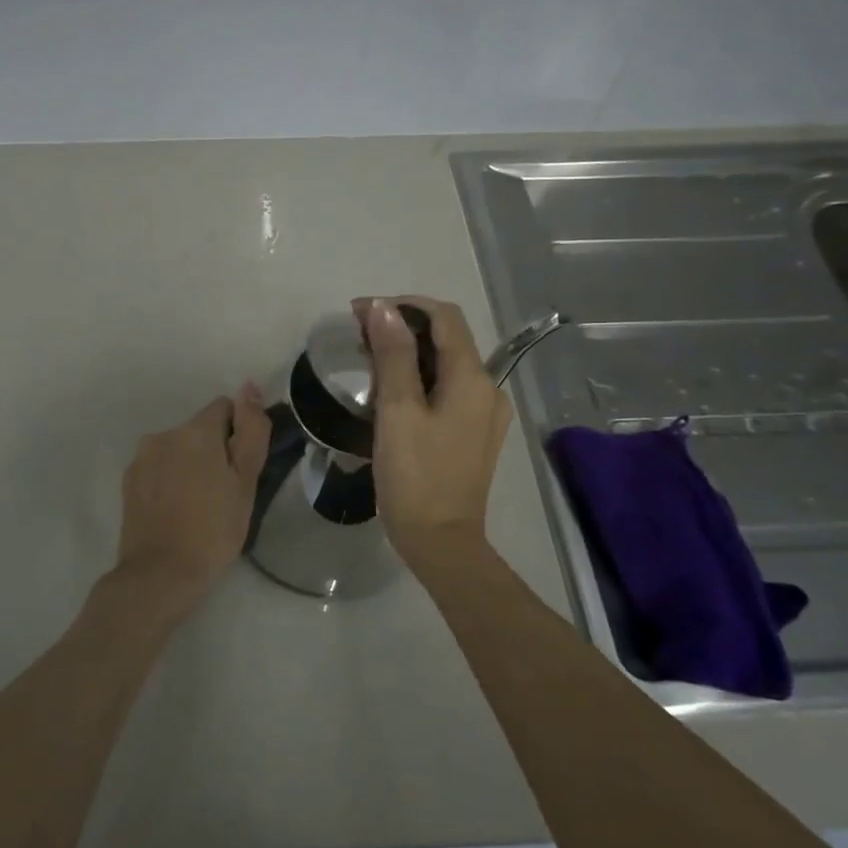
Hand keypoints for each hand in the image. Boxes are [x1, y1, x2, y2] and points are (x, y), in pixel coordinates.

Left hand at [112, 384, 271, 617]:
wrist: (160, 574)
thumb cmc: (213, 529)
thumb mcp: (246, 481)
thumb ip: (251, 430)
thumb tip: (248, 387)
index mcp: (195, 430)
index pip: (224, 408)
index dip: (238, 435)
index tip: (240, 469)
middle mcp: (163, 434)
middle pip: (199, 429)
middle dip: (213, 450)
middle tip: (224, 493)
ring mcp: (141, 458)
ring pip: (178, 449)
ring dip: (190, 464)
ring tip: (199, 505)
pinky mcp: (128, 481)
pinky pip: (158, 468)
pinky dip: (169, 480)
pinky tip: (176, 511)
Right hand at [357, 295, 511, 573]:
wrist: (442, 543)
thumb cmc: (415, 477)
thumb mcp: (397, 411)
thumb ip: (392, 355)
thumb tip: (383, 307)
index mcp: (472, 378)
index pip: (444, 316)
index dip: (402, 304)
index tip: (360, 312)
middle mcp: (488, 389)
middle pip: (447, 338)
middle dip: (403, 327)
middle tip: (358, 336)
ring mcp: (484, 414)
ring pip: (447, 364)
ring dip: (409, 352)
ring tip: (369, 360)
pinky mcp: (474, 434)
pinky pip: (449, 389)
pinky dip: (421, 378)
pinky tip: (393, 392)